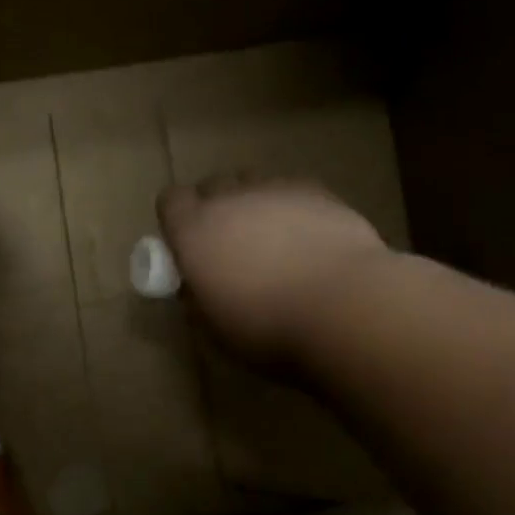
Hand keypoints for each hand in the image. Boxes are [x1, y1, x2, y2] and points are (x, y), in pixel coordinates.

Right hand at [157, 178, 389, 367]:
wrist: (344, 306)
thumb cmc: (268, 328)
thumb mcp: (215, 330)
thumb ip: (197, 301)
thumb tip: (195, 290)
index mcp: (194, 231)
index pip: (170, 201)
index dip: (176, 220)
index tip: (187, 246)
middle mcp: (229, 199)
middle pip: (212, 186)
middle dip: (215, 208)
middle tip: (230, 246)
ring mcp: (275, 190)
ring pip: (253, 184)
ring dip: (254, 205)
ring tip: (274, 241)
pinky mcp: (317, 191)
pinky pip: (292, 191)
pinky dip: (292, 209)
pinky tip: (309, 239)